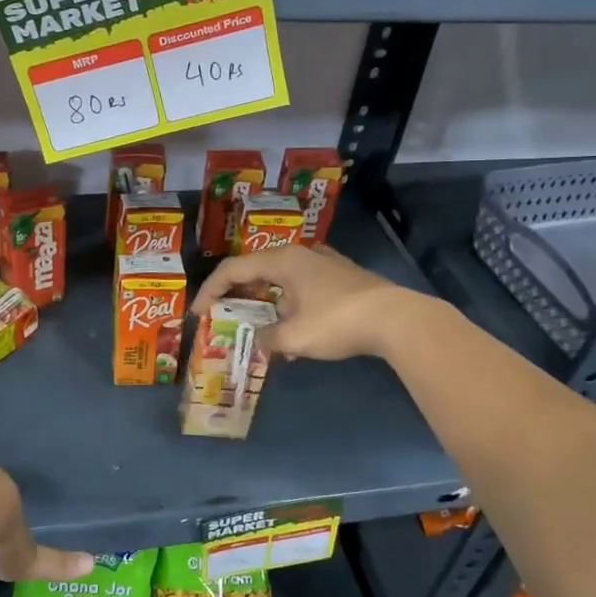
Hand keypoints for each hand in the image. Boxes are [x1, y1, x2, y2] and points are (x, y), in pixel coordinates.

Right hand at [192, 245, 410, 360]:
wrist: (397, 319)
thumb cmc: (337, 322)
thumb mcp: (294, 337)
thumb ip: (268, 339)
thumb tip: (259, 342)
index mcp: (283, 261)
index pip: (233, 269)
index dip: (210, 290)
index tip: (198, 313)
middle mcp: (301, 255)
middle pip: (257, 270)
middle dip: (237, 294)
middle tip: (223, 314)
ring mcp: (325, 264)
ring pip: (282, 280)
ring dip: (265, 302)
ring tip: (259, 327)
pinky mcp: (342, 277)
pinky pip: (303, 288)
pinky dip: (289, 305)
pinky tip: (294, 331)